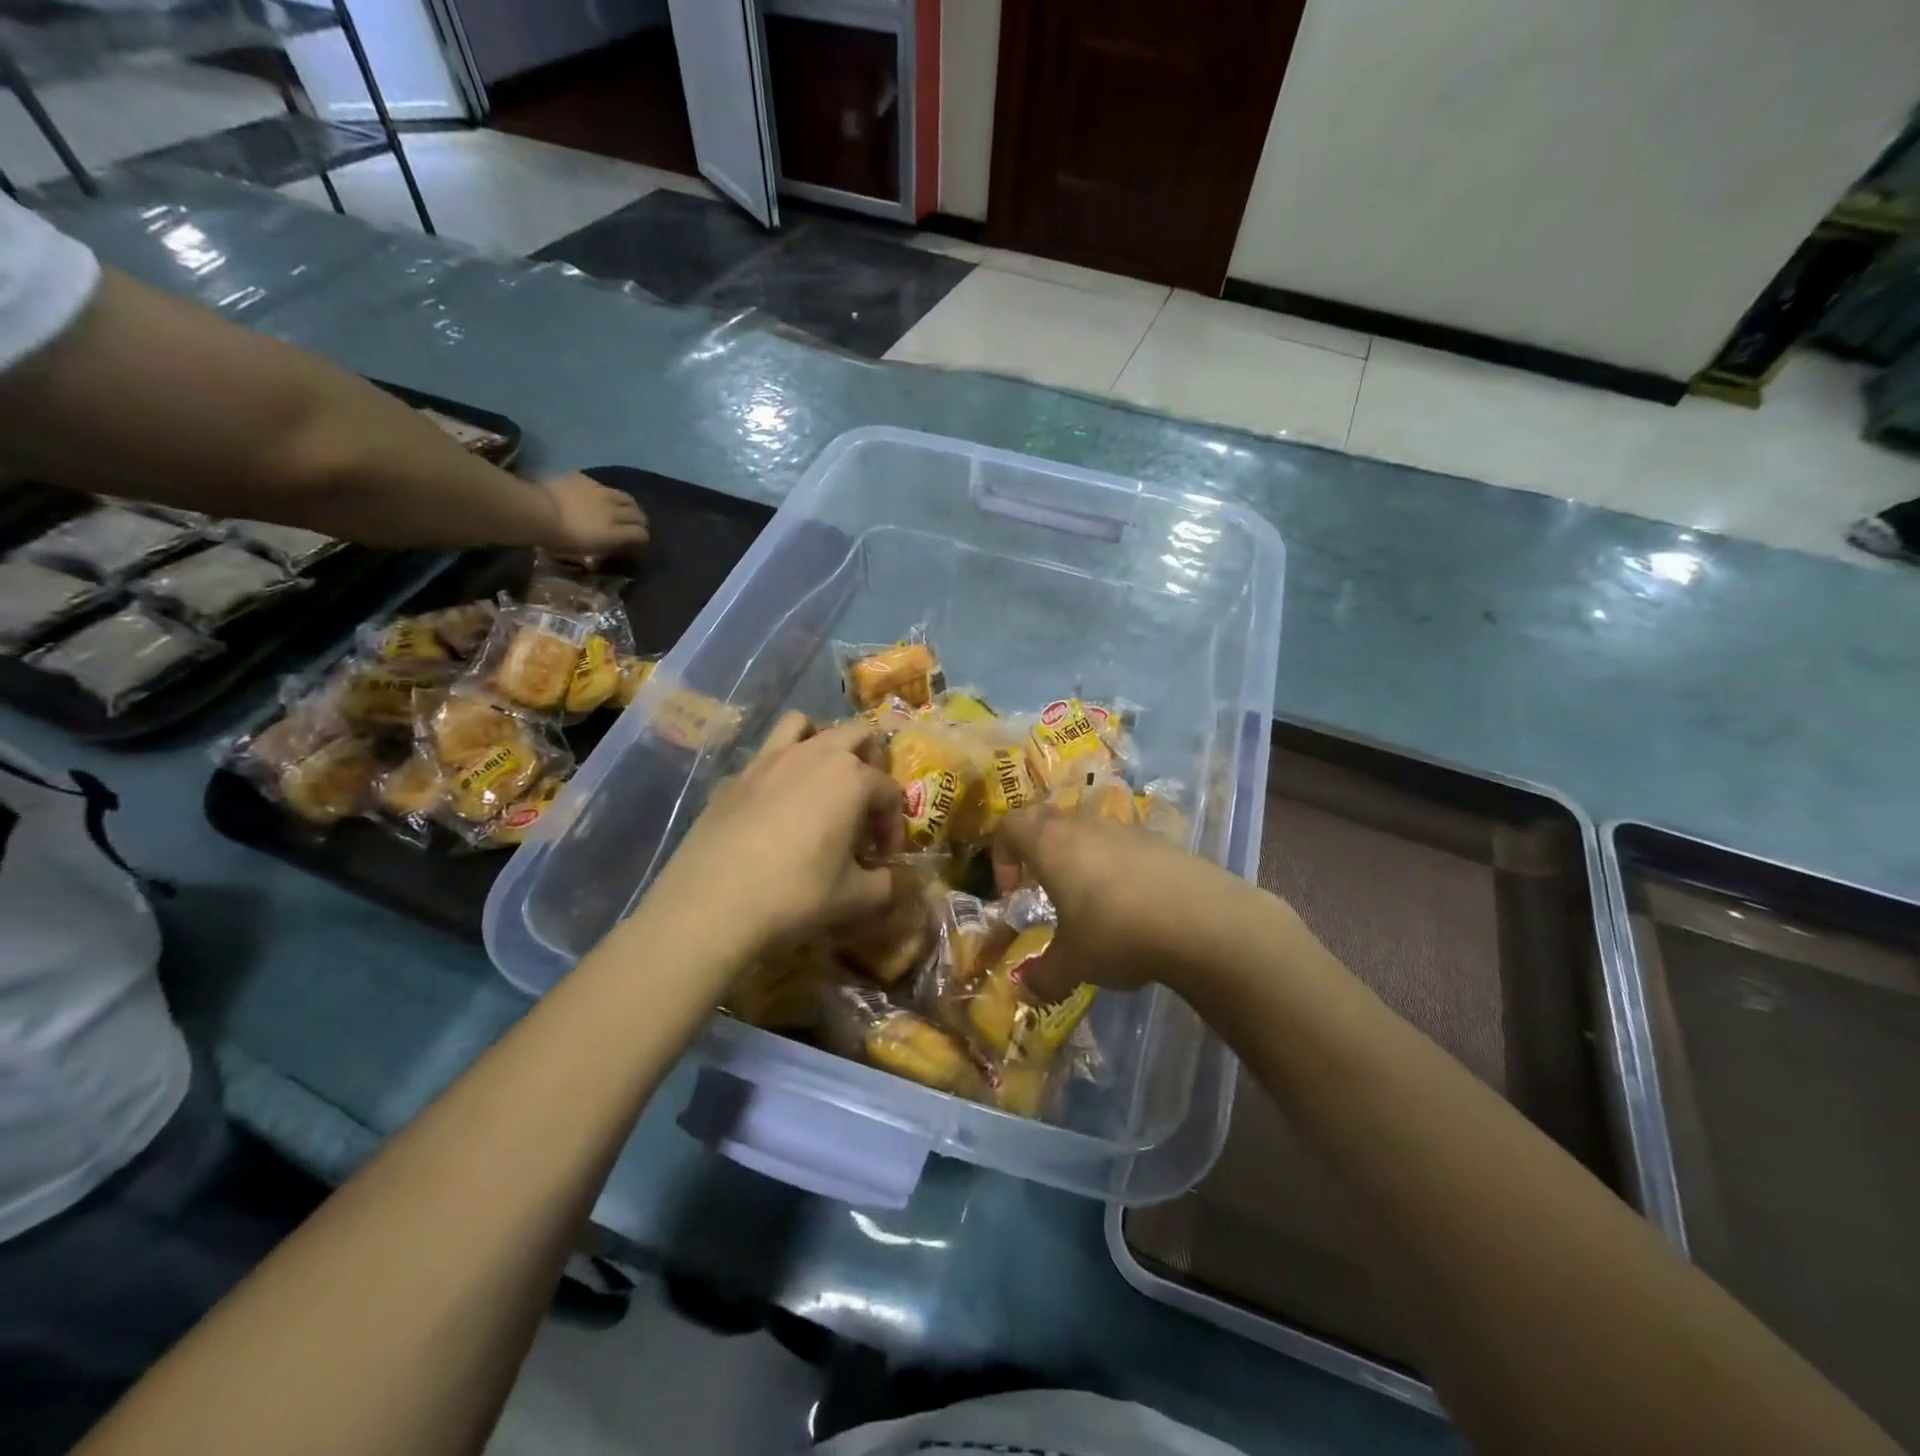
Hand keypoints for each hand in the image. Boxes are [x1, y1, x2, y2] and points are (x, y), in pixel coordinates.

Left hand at [536, 472, 649, 555]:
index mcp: (615, 533)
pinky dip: (604, 493)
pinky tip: (597, 496)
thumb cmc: (559, 539)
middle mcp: (614, 511)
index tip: (639, 541)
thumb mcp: (586, 550)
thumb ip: (606, 544)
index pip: (640, 533)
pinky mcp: (586, 480)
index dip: (642, 537)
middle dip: (640, 521)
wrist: (537, 511)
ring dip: (629, 505)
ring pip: (626, 497)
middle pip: (638, 514)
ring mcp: (601, 492)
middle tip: (636, 524)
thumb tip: (616, 542)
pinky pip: (602, 486)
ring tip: (625, 508)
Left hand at [647, 713, 904, 955]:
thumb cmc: (797, 894)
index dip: (894, 824)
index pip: (890, 791)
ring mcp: (770, 759)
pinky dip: (781, 767)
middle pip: (857, 735)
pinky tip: (776, 805)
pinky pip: (767, 753)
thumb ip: (886, 884)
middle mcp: (815, 754)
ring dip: (823, 744)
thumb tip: (891, 880)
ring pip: (806, 725)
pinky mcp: (736, 775)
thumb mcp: (856, 898)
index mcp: (853, 778)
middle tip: (865, 805)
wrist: (712, 904)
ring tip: (822, 781)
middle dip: (871, 764)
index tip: (884, 856)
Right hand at [994, 807, 1256, 1002]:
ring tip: (1088, 899)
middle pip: (1046, 819)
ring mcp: (1125, 829)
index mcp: (1051, 844)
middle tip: (1041, 886)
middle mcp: (1084, 826)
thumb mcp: (1073, 963)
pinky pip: (1122, 845)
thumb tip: (1025, 988)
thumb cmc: (1117, 933)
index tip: (1011, 891)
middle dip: (1036, 849)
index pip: (1009, 827)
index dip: (1001, 855)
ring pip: (1087, 830)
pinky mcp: (1160, 842)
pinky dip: (1115, 866)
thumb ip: (1044, 974)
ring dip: (1078, 856)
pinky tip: (1131, 905)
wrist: (1203, 921)